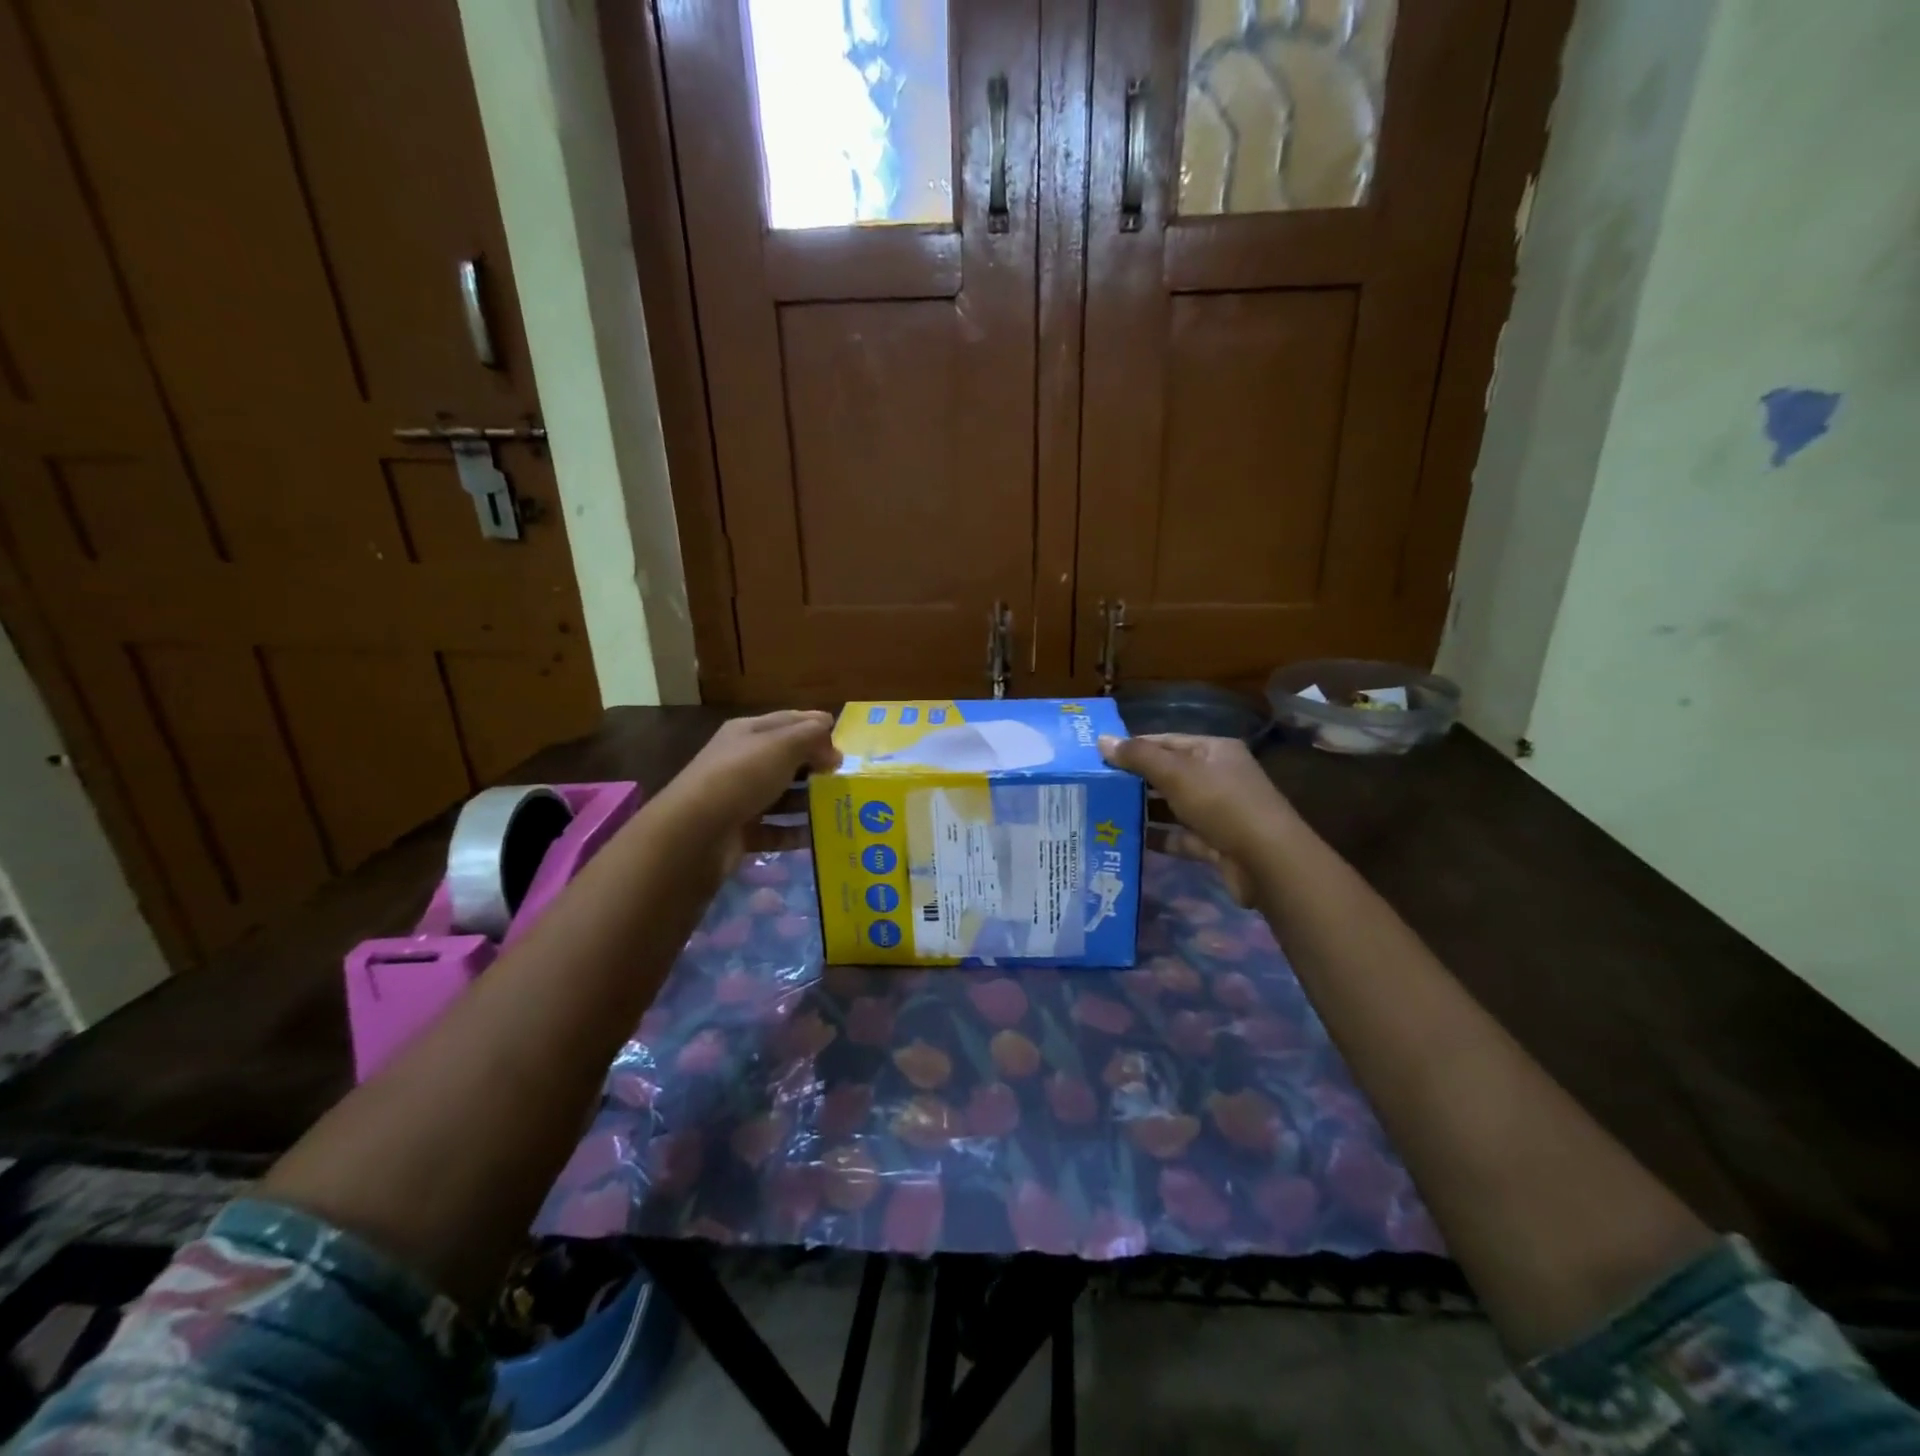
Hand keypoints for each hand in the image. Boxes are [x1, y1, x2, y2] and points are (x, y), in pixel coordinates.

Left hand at [652, 711, 840, 877]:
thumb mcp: (782, 746)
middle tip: (846, 778)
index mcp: (747, 732)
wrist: (694, 833)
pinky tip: (818, 837)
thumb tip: (832, 748)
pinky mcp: (739, 832)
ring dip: (808, 802)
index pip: (788, 720)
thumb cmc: (741, 777)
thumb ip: (812, 738)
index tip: (845, 740)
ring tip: (839, 808)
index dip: (816, 726)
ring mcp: (739, 798)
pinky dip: (795, 833)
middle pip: (786, 759)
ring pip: (782, 796)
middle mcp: (741, 761)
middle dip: (816, 766)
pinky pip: (775, 830)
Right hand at [1097, 733, 1299, 901]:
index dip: (1134, 747)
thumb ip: (1138, 757)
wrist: (1267, 861)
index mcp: (1213, 750)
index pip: (1167, 741)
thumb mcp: (1177, 773)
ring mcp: (1218, 812)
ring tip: (1105, 813)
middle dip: (1135, 780)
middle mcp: (1218, 777)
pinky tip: (1129, 840)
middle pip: (1169, 773)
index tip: (1099, 758)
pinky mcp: (1215, 843)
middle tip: (1096, 787)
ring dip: (1144, 810)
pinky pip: (1180, 836)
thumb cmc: (1222, 804)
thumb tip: (1101, 741)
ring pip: (1172, 807)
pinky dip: (1158, 837)